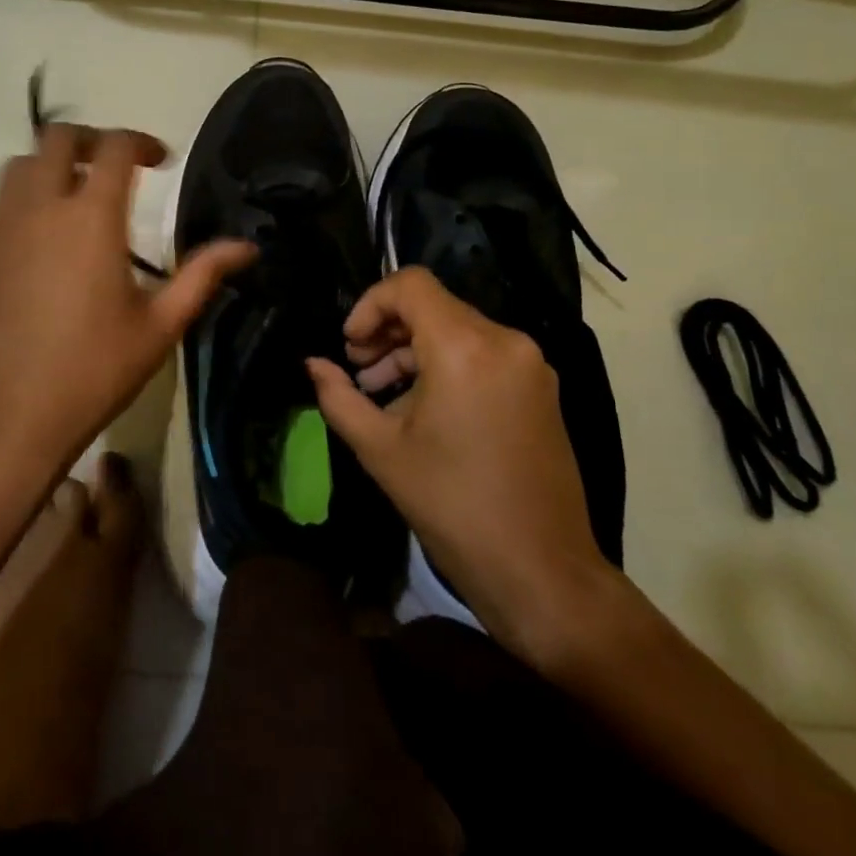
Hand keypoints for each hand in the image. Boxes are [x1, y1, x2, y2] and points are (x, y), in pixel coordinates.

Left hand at [0, 124, 255, 478]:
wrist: (6, 418)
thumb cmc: (92, 371)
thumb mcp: (159, 325)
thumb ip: (202, 275)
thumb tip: (247, 247)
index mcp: (91, 217)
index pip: (114, 147)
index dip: (141, 142)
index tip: (159, 161)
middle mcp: (39, 207)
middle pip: (57, 138)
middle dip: (91, 140)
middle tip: (114, 167)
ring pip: (19, 166)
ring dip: (51, 166)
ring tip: (74, 197)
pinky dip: (21, 200)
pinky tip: (37, 238)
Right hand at [306, 267, 615, 660]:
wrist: (541, 571)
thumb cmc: (452, 506)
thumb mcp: (381, 450)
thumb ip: (339, 396)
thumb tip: (313, 364)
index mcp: (465, 347)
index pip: (411, 285)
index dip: (370, 304)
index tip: (350, 344)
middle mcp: (504, 341)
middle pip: (433, 306)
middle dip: (387, 330)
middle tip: (358, 370)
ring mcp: (529, 364)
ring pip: (456, 329)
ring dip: (413, 350)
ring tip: (381, 393)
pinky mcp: (540, 387)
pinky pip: (481, 354)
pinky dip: (444, 365)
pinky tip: (420, 407)